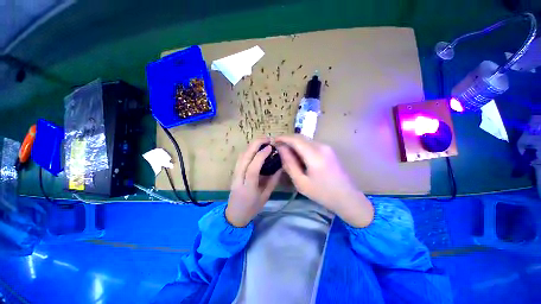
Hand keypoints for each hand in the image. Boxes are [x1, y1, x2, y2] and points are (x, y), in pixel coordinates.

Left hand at [226, 137, 281, 226]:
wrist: (234, 215)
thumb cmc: (252, 208)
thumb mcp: (265, 196)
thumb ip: (273, 181)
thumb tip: (280, 166)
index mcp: (248, 187)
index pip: (253, 168)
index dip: (261, 156)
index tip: (270, 147)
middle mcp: (238, 179)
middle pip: (244, 158)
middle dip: (255, 145)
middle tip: (267, 138)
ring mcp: (234, 175)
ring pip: (241, 156)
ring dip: (251, 146)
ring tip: (263, 141)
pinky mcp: (233, 173)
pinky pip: (240, 158)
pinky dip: (248, 150)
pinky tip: (255, 148)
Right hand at [275, 135, 373, 227]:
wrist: (347, 197)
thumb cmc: (322, 193)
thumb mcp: (301, 182)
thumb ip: (289, 163)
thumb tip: (281, 149)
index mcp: (315, 155)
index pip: (295, 139)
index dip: (283, 138)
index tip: (273, 140)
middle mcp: (322, 146)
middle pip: (301, 137)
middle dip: (288, 140)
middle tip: (278, 147)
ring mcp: (327, 147)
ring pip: (306, 140)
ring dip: (295, 143)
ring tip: (287, 153)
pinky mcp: (329, 150)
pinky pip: (312, 144)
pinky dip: (302, 146)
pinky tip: (299, 156)